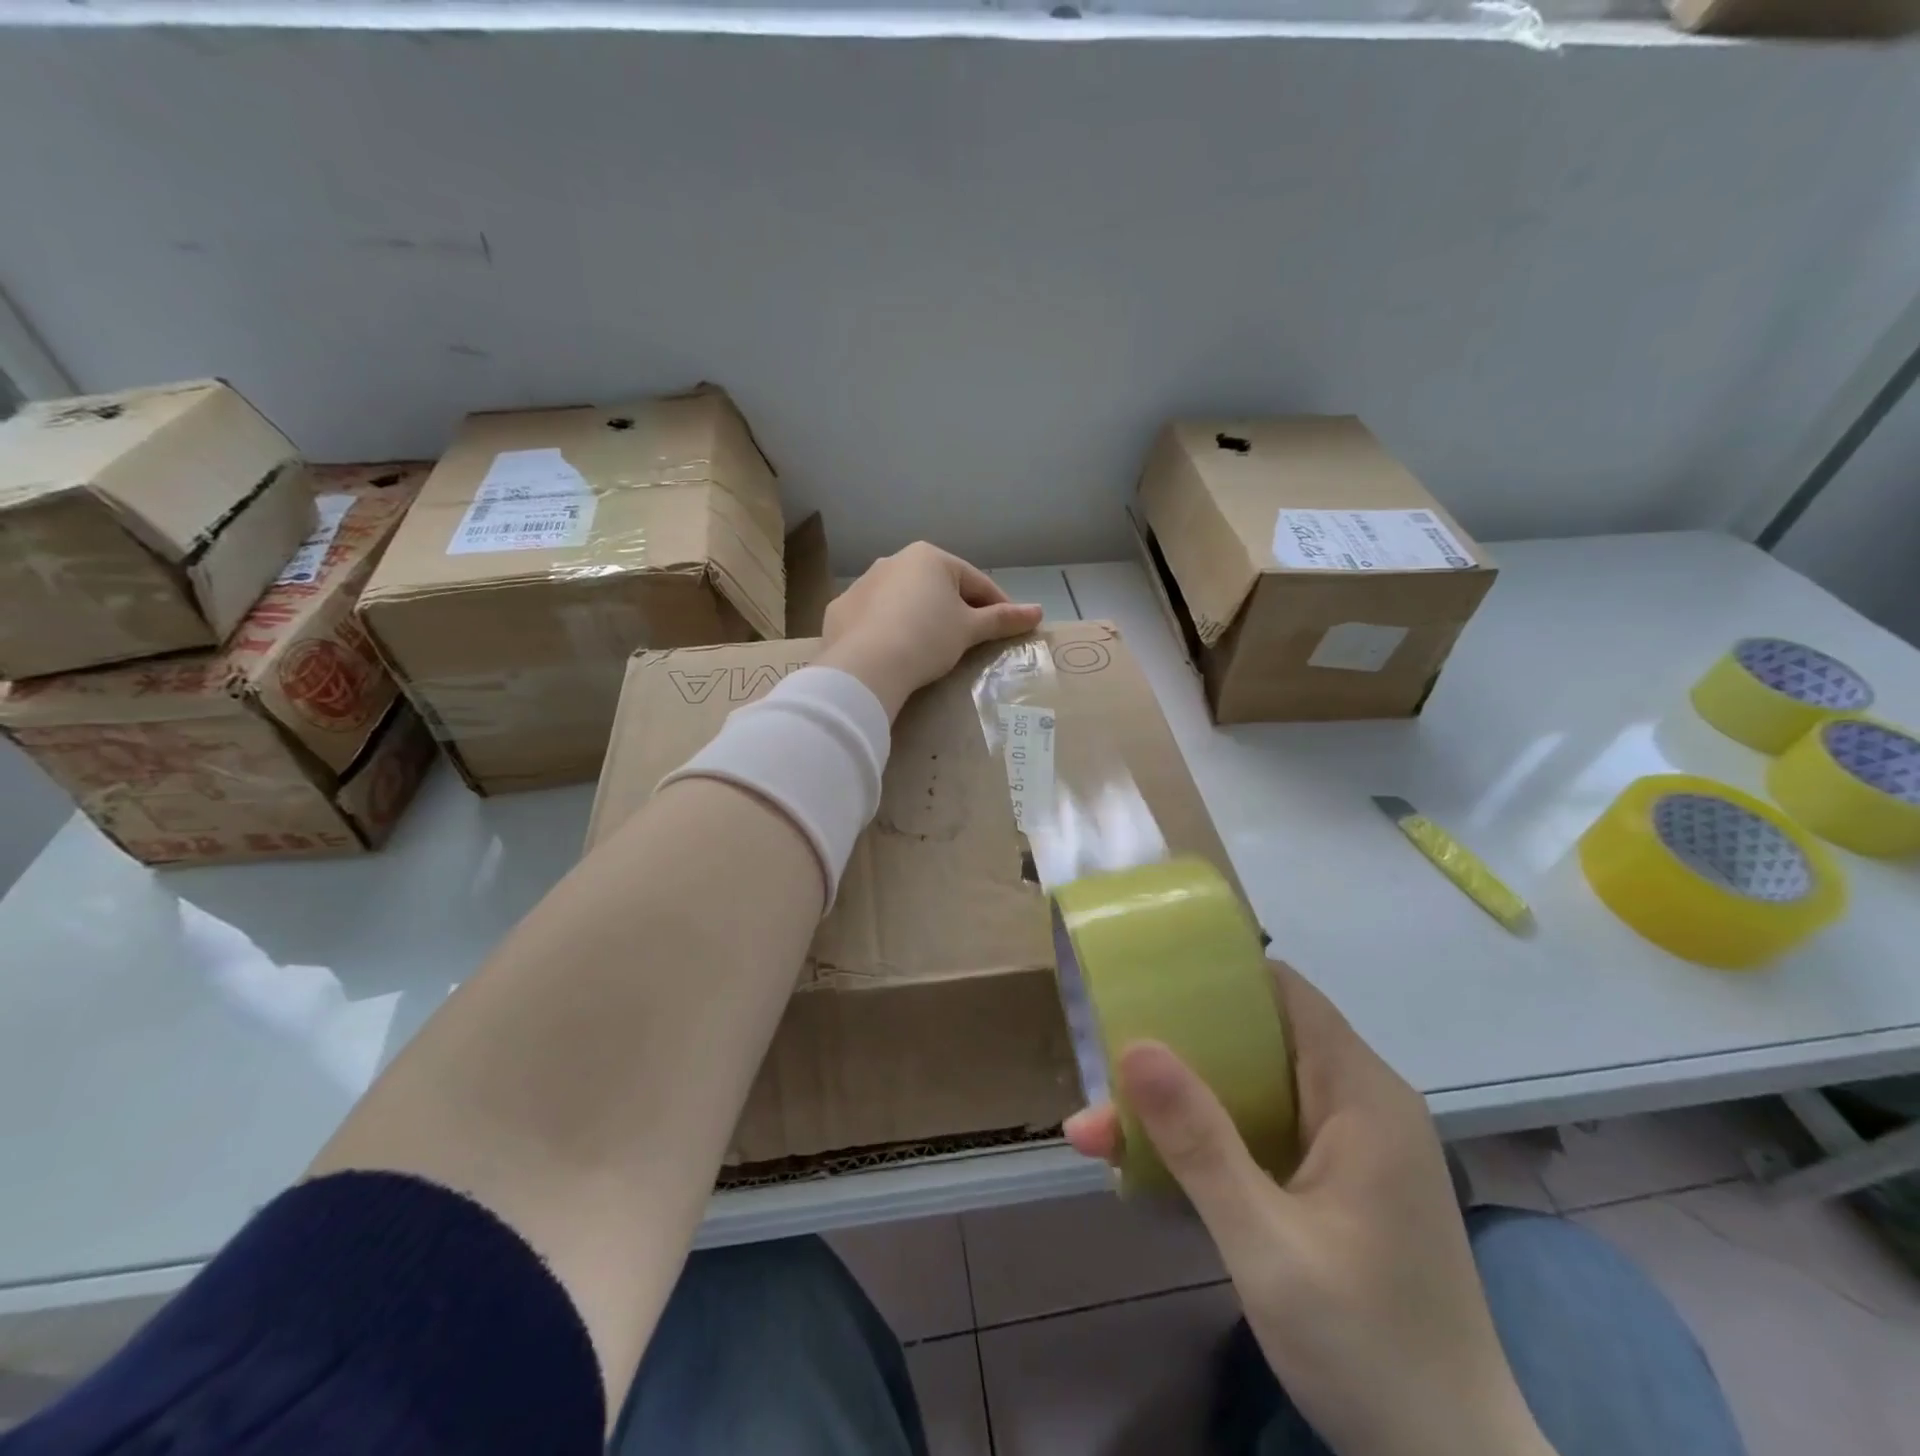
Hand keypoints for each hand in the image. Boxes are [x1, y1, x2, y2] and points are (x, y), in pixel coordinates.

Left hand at [819, 543, 1042, 717]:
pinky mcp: (840, 610)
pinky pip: (874, 617)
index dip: (998, 605)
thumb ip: (1003, 619)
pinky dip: (887, 629)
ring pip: (903, 600)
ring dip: (920, 616)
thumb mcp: (970, 630)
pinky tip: (894, 651)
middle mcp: (893, 561)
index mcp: (929, 558)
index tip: (1011, 626)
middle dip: (956, 609)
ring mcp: (863, 584)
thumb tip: (1038, 612)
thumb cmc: (927, 638)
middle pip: (937, 587)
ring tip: (931, 647)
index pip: (975, 581)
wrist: (867, 666)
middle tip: (971, 638)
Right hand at [1064, 963, 1552, 1455]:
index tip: (1147, 976)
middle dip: (1178, 1048)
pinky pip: (1262, 1131)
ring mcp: (1349, 1145)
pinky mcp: (1336, 1181)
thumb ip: (1200, 1143)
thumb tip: (1134, 1046)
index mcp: (1361, 1095)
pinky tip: (1152, 1164)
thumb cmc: (1369, 1351)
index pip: (1284, 992)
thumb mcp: (1267, 1246)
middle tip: (1105, 1060)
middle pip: (1258, 1039)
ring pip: (1252, 1089)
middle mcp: (1359, 1103)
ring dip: (1182, 1101)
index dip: (1218, 973)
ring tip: (1104, 1124)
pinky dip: (1208, 1137)